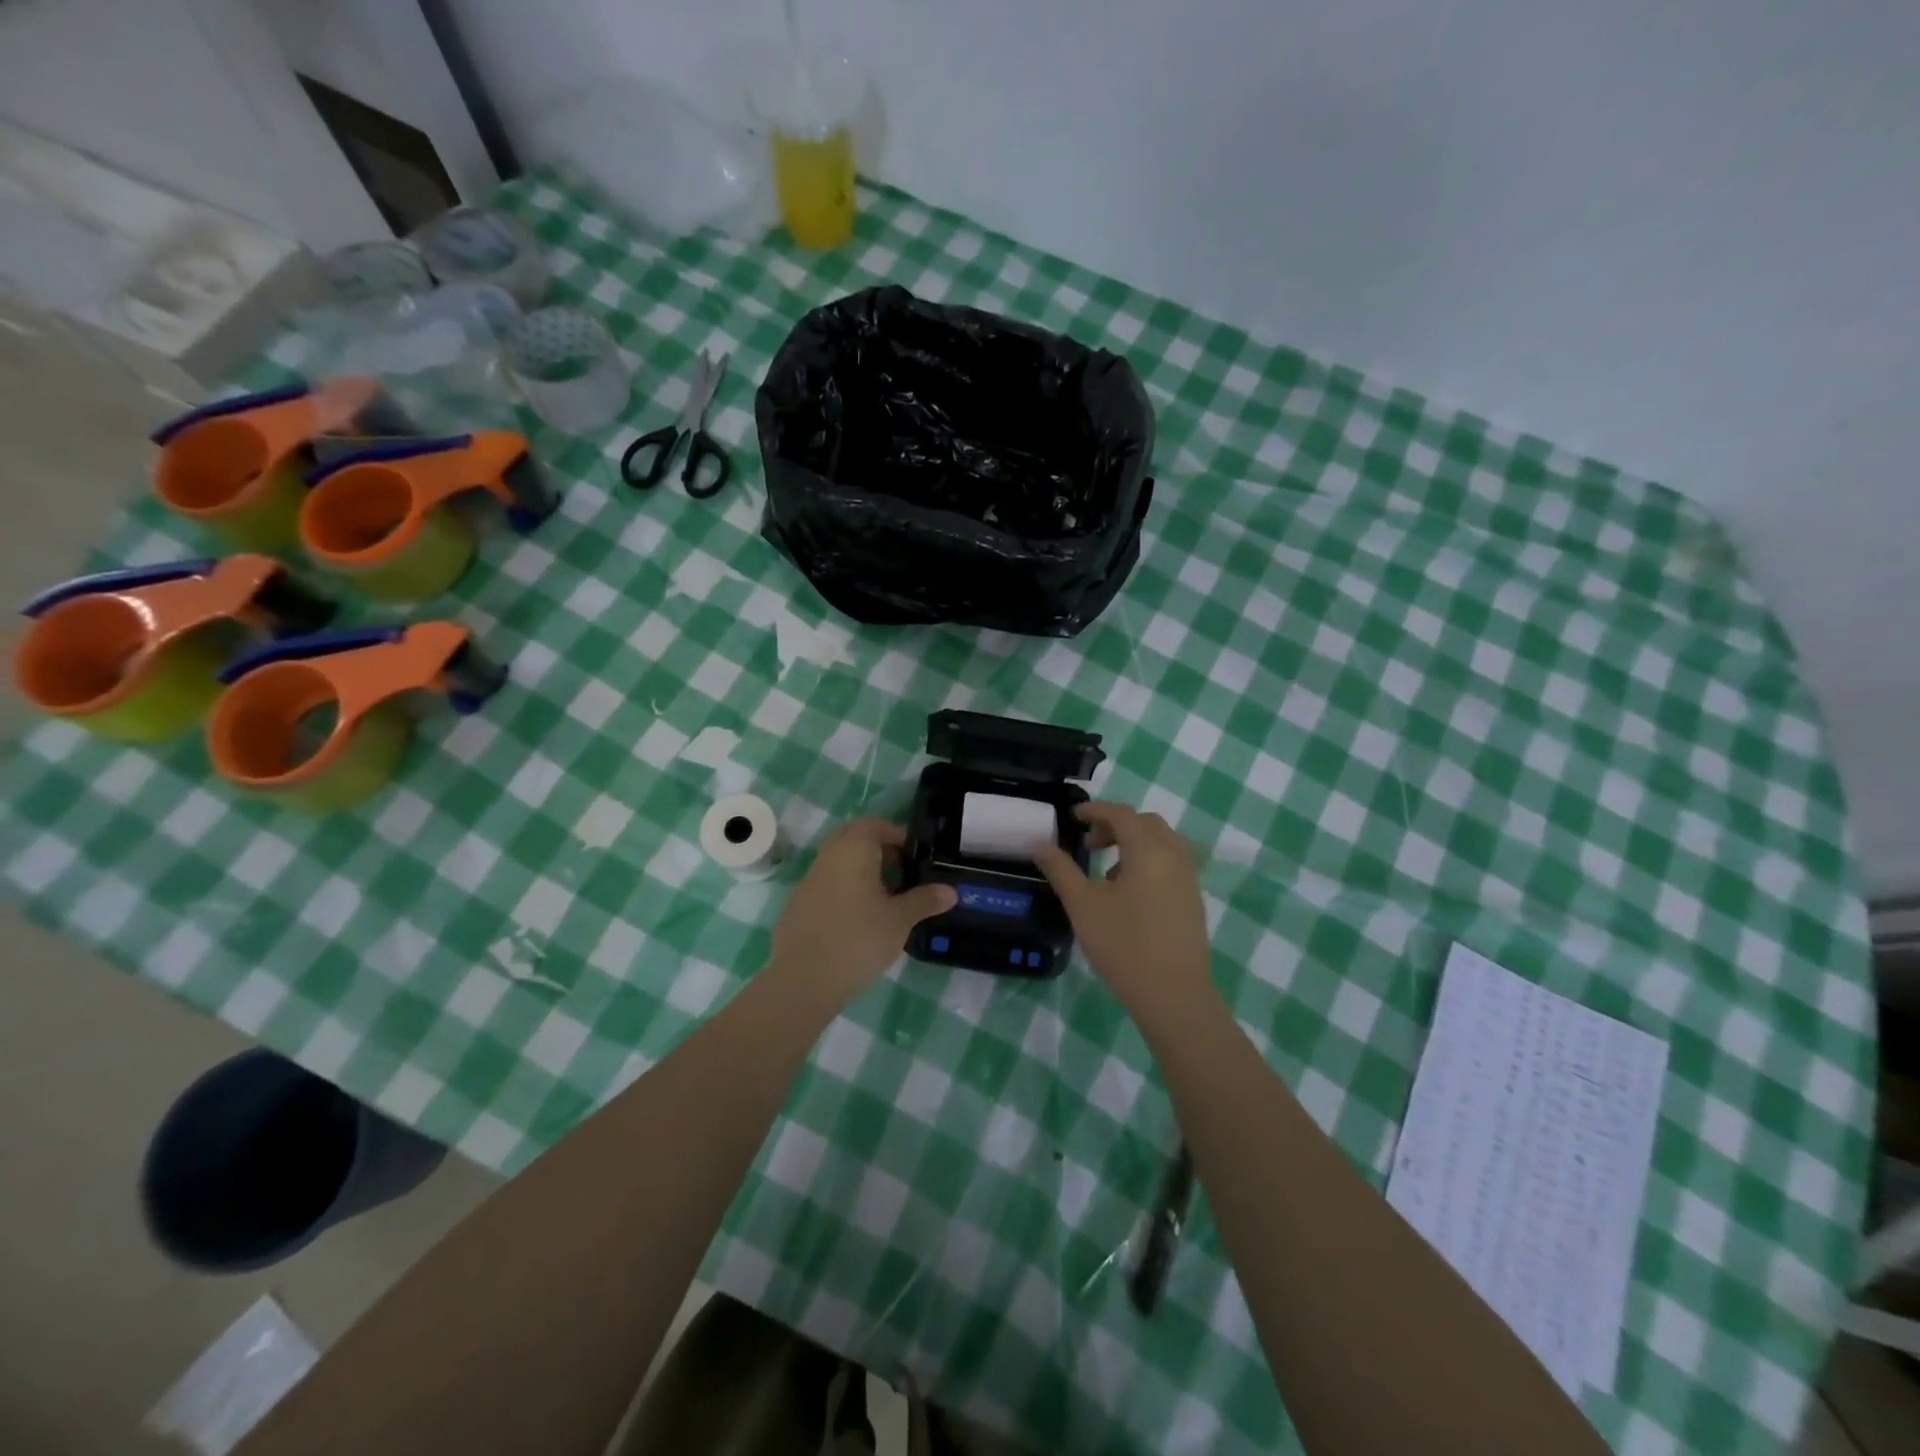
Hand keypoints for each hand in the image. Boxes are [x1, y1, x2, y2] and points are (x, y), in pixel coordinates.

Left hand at [768, 819, 955, 1007]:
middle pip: (852, 839)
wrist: (803, 980)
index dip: (896, 835)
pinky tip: (857, 920)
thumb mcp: (899, 920)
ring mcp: (808, 882)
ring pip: (837, 863)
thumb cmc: (858, 939)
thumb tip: (951, 891)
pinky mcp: (797, 906)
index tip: (914, 856)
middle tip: (900, 872)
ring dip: (859, 871)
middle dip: (877, 849)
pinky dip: (843, 891)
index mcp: (852, 850)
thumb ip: (924, 901)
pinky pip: (825, 886)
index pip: (874, 825)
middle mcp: (827, 858)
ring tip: (884, 899)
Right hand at [1033, 803, 1212, 1014]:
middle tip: (1089, 844)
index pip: (1121, 814)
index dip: (1095, 810)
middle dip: (1115, 825)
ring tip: (1107, 872)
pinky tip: (1129, 894)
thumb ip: (1061, 869)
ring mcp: (1189, 878)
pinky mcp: (1193, 899)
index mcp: (1148, 849)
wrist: (1172, 994)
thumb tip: (1040, 844)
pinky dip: (1149, 862)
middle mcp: (1174, 855)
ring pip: (1162, 843)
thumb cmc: (1123, 944)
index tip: (1073, 816)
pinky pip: (1171, 864)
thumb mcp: (1083, 904)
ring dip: (1134, 844)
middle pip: (1145, 824)